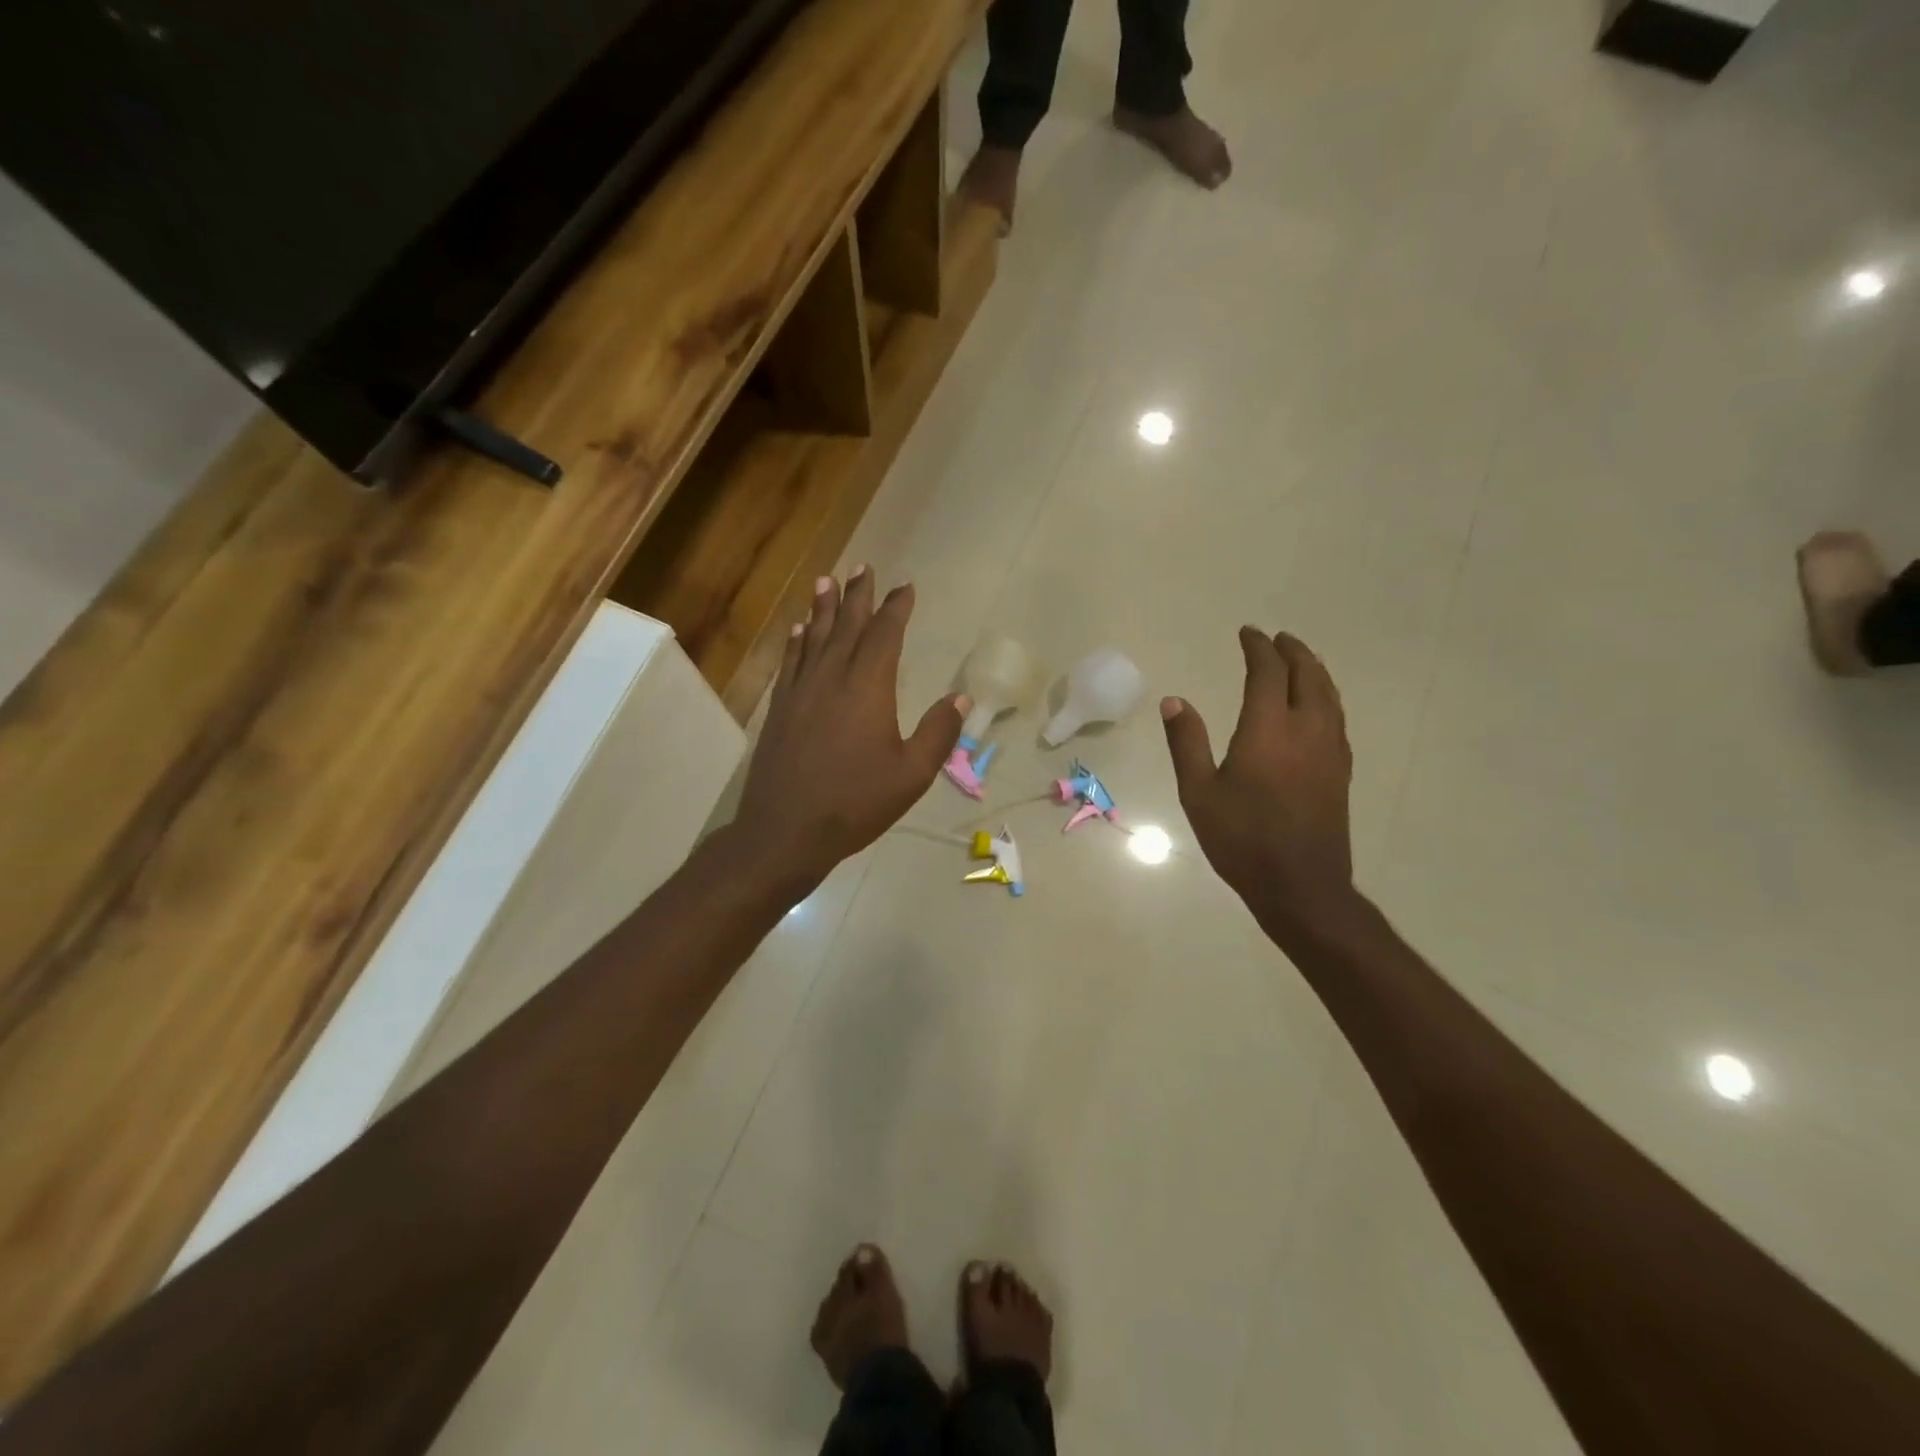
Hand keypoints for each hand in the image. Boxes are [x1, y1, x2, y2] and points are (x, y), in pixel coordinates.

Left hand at [734, 569, 966, 888]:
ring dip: (823, 607)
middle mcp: (831, 678)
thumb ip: (937, 734)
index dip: (895, 608)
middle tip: (863, 567)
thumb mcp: (910, 775)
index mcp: (867, 689)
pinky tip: (799, 629)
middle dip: (857, 595)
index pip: (884, 635)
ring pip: (814, 637)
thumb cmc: (855, 804)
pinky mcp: (780, 709)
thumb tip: (960, 699)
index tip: (905, 587)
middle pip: (846, 626)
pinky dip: (797, 641)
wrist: (785, 830)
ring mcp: (800, 692)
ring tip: (827, 580)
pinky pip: (790, 662)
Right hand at [1162, 627, 1355, 929]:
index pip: (1268, 672)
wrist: (1300, 885)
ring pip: (1329, 695)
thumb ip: (1187, 743)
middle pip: (1308, 676)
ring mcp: (1330, 751)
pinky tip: (1317, 707)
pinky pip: (1337, 718)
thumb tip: (1174, 701)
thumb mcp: (1198, 792)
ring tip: (1300, 661)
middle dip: (1292, 652)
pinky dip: (1325, 697)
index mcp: (1269, 730)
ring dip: (1314, 671)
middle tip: (1277, 639)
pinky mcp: (1340, 771)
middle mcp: (1306, 730)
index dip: (1258, 648)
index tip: (1247, 633)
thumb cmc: (1241, 839)